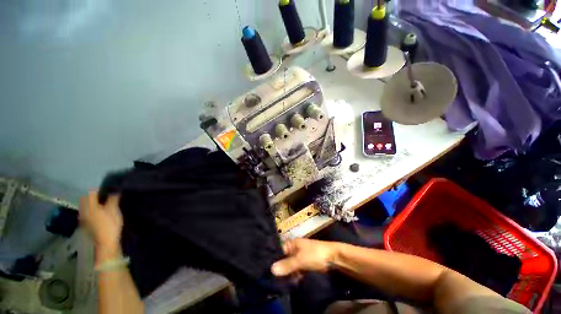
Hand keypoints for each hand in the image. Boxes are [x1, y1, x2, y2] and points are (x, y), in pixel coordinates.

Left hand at [79, 191, 122, 261]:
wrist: (105, 242)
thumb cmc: (110, 224)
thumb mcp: (114, 210)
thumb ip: (113, 199)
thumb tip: (115, 191)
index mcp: (90, 206)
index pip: (91, 193)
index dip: (99, 190)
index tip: (107, 190)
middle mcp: (84, 211)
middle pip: (86, 200)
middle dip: (94, 197)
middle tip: (104, 196)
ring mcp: (83, 218)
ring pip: (86, 207)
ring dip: (92, 204)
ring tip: (102, 204)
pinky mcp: (86, 225)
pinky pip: (87, 213)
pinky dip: (92, 211)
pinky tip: (99, 214)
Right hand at [271, 239, 338, 276]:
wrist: (334, 257)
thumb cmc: (315, 254)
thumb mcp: (300, 259)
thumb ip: (287, 265)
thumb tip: (271, 269)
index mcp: (292, 243)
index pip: (279, 250)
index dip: (274, 259)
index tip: (267, 268)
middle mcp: (295, 248)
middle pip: (284, 258)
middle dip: (280, 268)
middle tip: (273, 278)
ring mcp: (301, 256)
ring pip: (290, 265)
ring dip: (287, 273)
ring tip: (280, 282)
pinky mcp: (306, 263)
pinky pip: (297, 269)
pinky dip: (294, 275)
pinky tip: (291, 282)